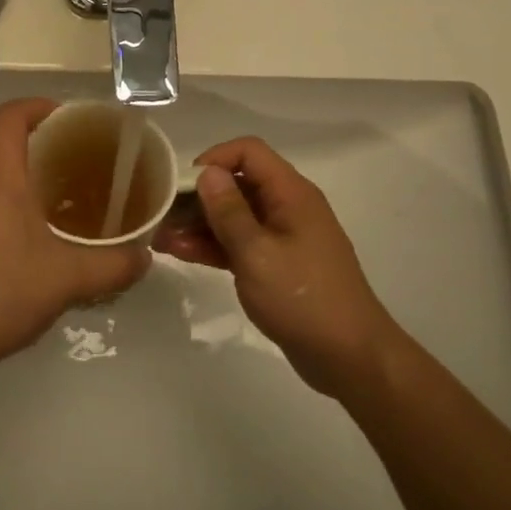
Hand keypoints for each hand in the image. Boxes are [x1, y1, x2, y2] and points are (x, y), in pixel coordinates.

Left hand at [0, 99, 150, 384]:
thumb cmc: (1, 294)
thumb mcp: (69, 280)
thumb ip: (114, 265)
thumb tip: (145, 256)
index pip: (9, 115)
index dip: (37, 106)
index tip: (67, 118)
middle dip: (18, 124)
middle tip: (55, 144)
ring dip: (0, 152)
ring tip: (40, 179)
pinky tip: (15, 220)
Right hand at [155, 137, 393, 396]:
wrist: (350, 357)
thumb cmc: (303, 299)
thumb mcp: (257, 253)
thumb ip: (228, 212)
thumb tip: (207, 172)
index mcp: (291, 194)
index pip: (249, 152)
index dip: (213, 159)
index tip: (181, 184)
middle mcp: (287, 207)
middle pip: (237, 184)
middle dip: (197, 196)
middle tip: (161, 215)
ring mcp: (282, 237)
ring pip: (234, 216)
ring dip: (198, 224)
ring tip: (160, 238)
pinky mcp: (275, 265)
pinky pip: (239, 243)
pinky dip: (212, 246)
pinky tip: (180, 253)